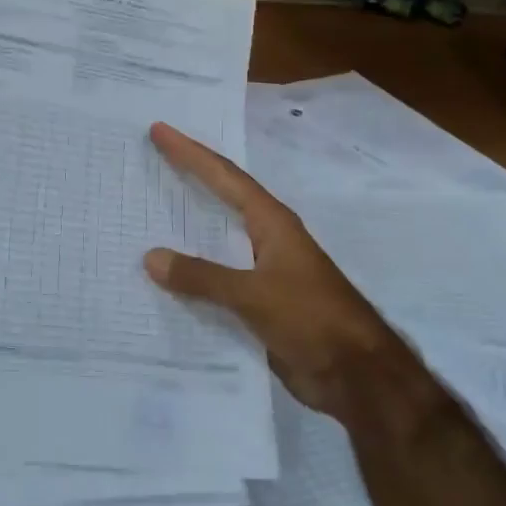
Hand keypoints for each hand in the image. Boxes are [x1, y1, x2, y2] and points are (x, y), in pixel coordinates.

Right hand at [143, 121, 402, 414]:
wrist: (356, 375)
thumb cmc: (311, 319)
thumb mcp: (254, 295)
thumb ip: (202, 277)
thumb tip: (150, 257)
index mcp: (271, 223)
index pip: (224, 176)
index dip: (190, 153)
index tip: (160, 130)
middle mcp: (267, 238)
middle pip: (222, 197)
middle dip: (189, 176)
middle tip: (152, 157)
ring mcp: (265, 271)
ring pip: (217, 239)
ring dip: (188, 224)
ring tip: (149, 210)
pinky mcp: (261, 303)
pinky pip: (217, 278)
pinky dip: (193, 271)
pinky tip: (166, 277)